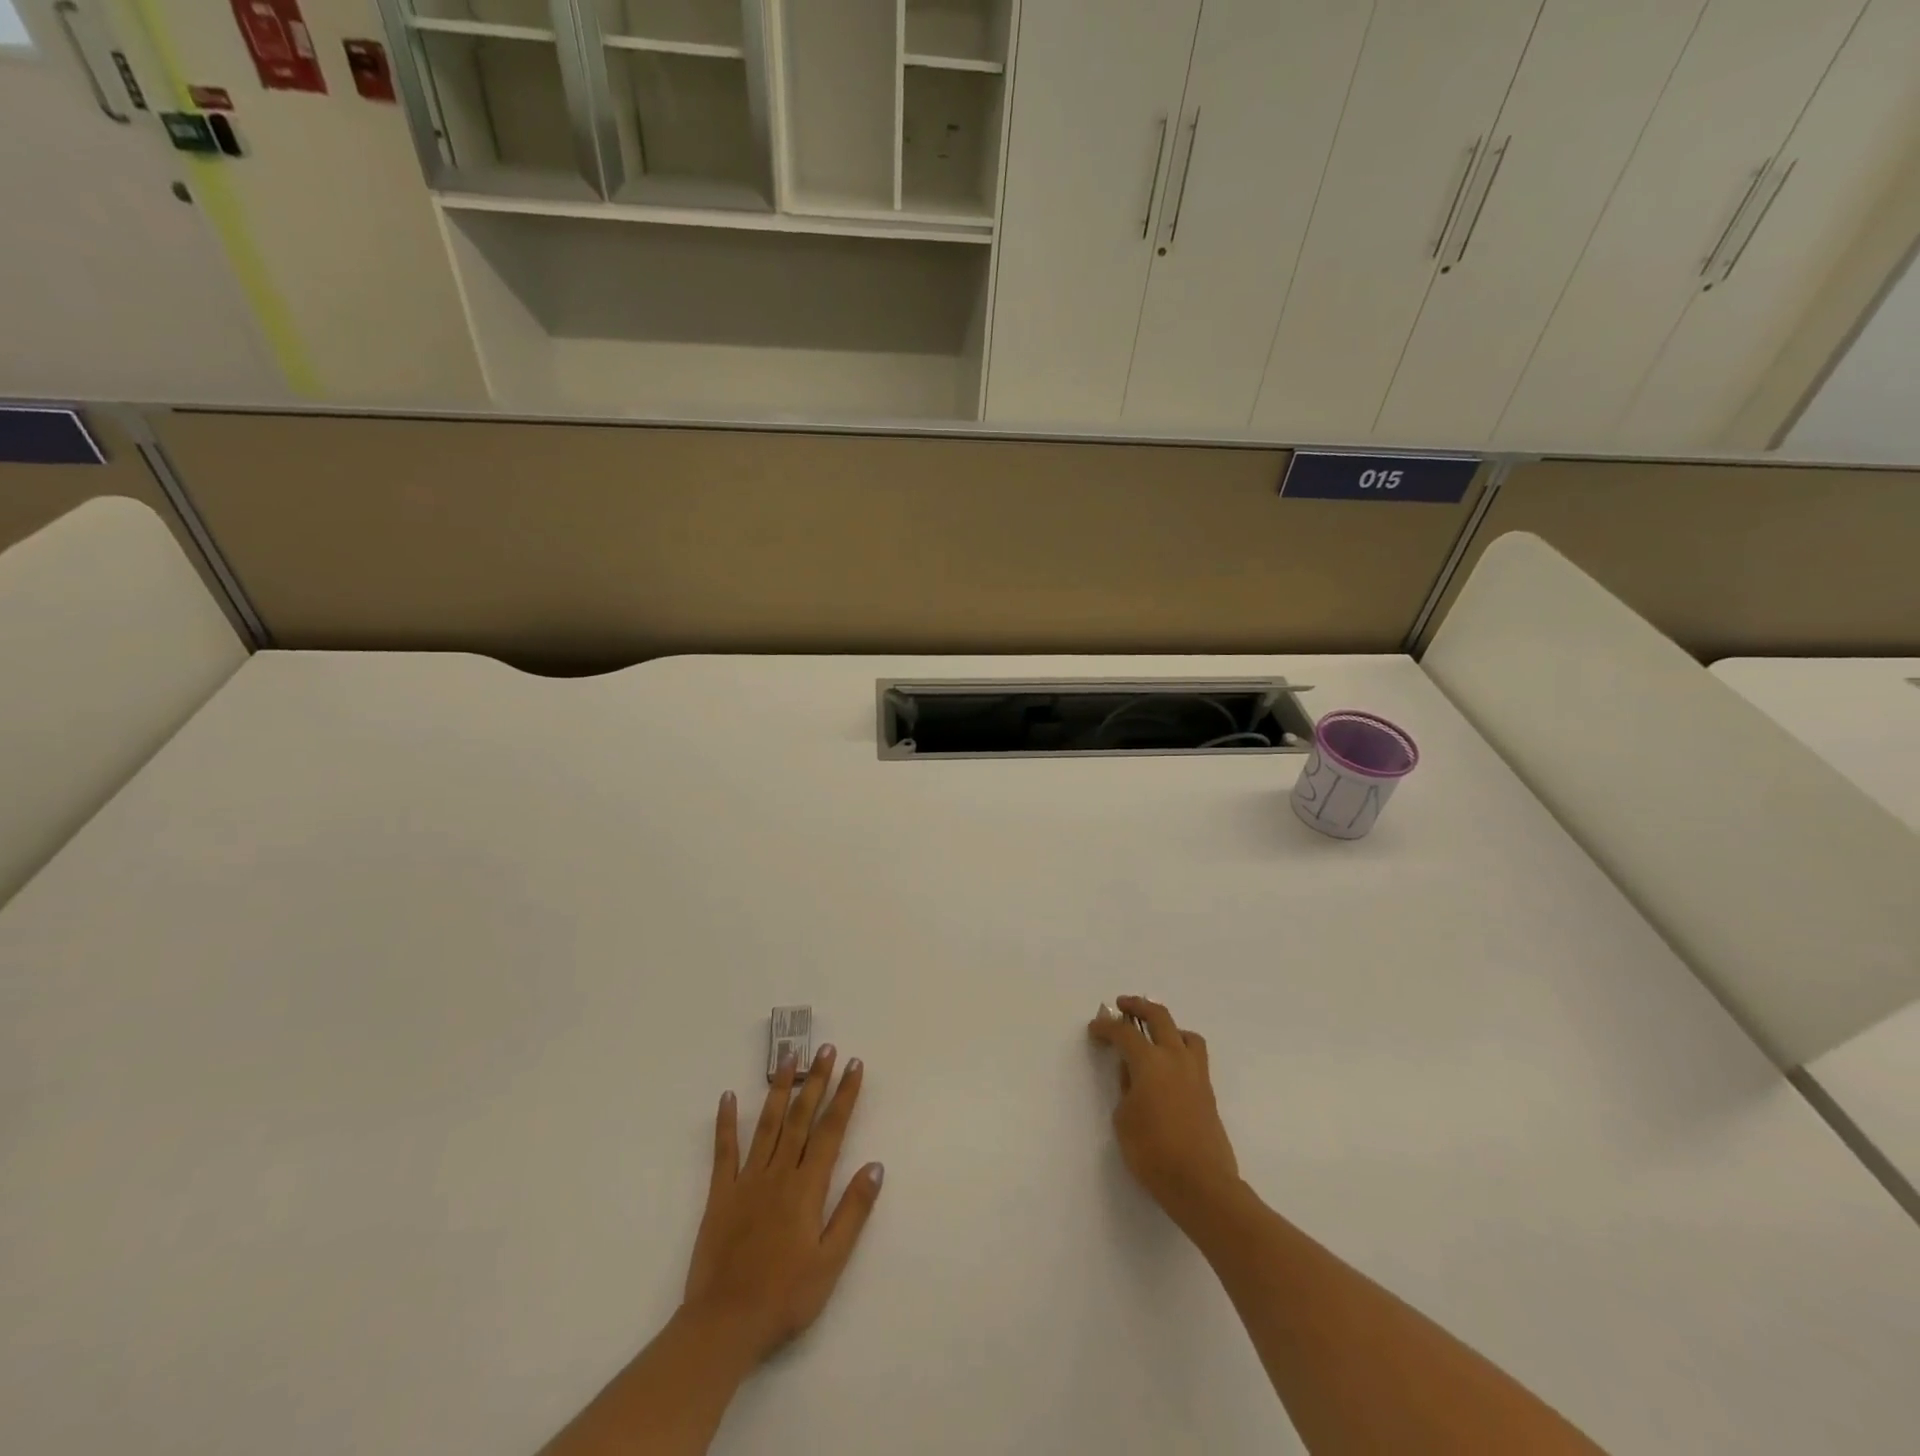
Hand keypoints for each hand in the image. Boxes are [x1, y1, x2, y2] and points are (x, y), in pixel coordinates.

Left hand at [683, 1045, 883, 1364]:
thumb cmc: (785, 1297)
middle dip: (816, 1080)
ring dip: (779, 1088)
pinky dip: (726, 1122)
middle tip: (825, 1048)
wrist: (724, 1324)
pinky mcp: (721, 1194)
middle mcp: (779, 1173)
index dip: (844, 1095)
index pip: (831, 1130)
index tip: (853, 1065)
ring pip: (767, 1123)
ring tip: (788, 1057)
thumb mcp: (831, 1262)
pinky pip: (724, 1151)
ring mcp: (747, 1180)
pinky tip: (726, 1097)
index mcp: (807, 1187)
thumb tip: (875, 1166)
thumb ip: (852, 1211)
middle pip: (801, 1117)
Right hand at [1088, 996, 1240, 1224]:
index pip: (1125, 1033)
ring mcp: (1196, 1073)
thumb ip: (1126, 1088)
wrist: (1201, 1184)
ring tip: (1154, 1034)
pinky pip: (1194, 1055)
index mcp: (1150, 1062)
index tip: (1094, 1028)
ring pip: (1185, 1033)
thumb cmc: (1153, 1152)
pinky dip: (1180, 1048)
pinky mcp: (1208, 1092)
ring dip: (1167, 1026)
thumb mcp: (1124, 1119)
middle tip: (1123, 1005)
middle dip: (1138, 1006)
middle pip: (1159, 1017)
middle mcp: (1175, 1058)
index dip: (1106, 1027)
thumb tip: (1132, 1074)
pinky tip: (1169, 1066)